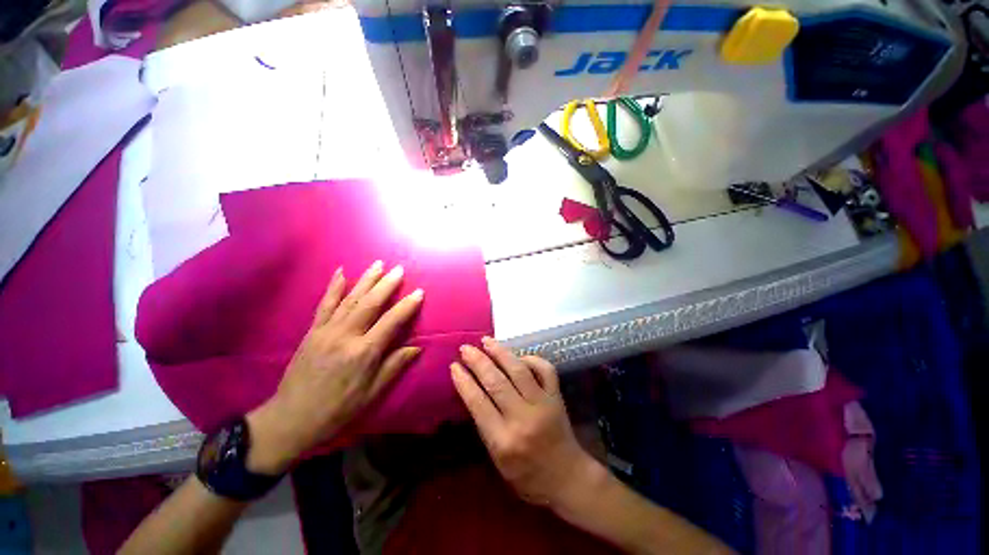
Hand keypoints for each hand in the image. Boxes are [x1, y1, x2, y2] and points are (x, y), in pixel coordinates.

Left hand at [246, 261, 423, 473]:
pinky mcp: (312, 331)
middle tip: (399, 269)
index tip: (419, 292)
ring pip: (350, 299)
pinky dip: (334, 287)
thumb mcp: (372, 393)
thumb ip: (394, 366)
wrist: (291, 418)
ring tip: (378, 264)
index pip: (391, 322)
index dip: (407, 306)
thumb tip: (416, 347)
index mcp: (364, 352)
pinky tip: (341, 272)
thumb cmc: (338, 409)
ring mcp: (326, 331)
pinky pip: (324, 304)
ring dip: (366, 279)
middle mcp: (346, 336)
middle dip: (387, 284)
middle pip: (370, 303)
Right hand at [451, 338, 597, 507]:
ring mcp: (542, 404)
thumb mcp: (498, 460)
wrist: (567, 477)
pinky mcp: (556, 397)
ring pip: (518, 370)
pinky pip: (545, 370)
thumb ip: (485, 426)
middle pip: (496, 382)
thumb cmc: (527, 475)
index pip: (478, 403)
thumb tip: (473, 391)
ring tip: (486, 341)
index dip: (464, 381)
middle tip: (465, 348)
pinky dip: (532, 359)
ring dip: (500, 352)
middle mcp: (522, 418)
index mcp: (503, 440)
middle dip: (478, 361)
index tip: (454, 366)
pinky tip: (519, 356)